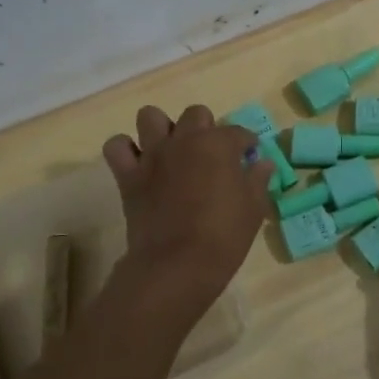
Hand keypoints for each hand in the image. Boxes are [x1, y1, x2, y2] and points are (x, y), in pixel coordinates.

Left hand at [102, 105, 274, 299]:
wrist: (177, 264)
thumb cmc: (224, 236)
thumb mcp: (254, 209)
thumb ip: (258, 180)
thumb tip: (262, 163)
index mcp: (218, 144)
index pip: (238, 132)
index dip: (247, 143)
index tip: (249, 156)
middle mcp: (184, 140)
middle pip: (196, 114)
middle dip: (206, 128)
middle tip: (211, 154)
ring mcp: (153, 155)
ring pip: (150, 117)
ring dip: (162, 128)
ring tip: (172, 150)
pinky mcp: (128, 175)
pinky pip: (117, 147)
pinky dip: (126, 150)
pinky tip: (139, 163)